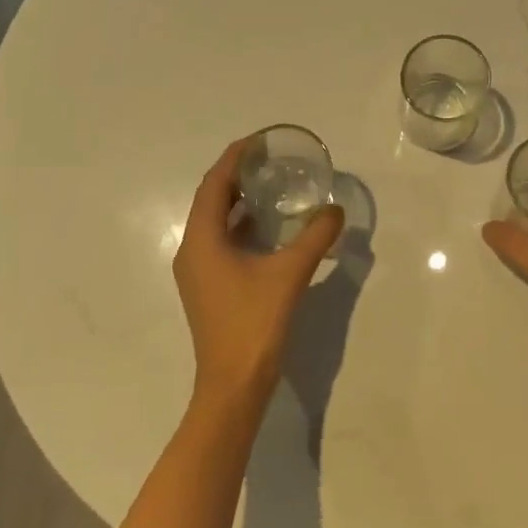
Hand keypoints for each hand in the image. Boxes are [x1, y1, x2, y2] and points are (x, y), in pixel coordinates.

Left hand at [174, 138, 345, 408]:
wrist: (234, 387)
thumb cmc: (254, 324)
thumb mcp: (289, 274)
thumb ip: (314, 237)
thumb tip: (335, 210)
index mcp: (202, 240)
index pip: (214, 183)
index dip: (235, 158)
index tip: (260, 141)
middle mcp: (192, 251)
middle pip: (211, 199)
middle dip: (238, 176)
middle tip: (271, 160)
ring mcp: (198, 272)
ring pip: (215, 222)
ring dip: (239, 201)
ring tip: (272, 186)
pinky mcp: (209, 288)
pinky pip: (221, 242)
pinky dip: (241, 227)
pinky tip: (269, 228)